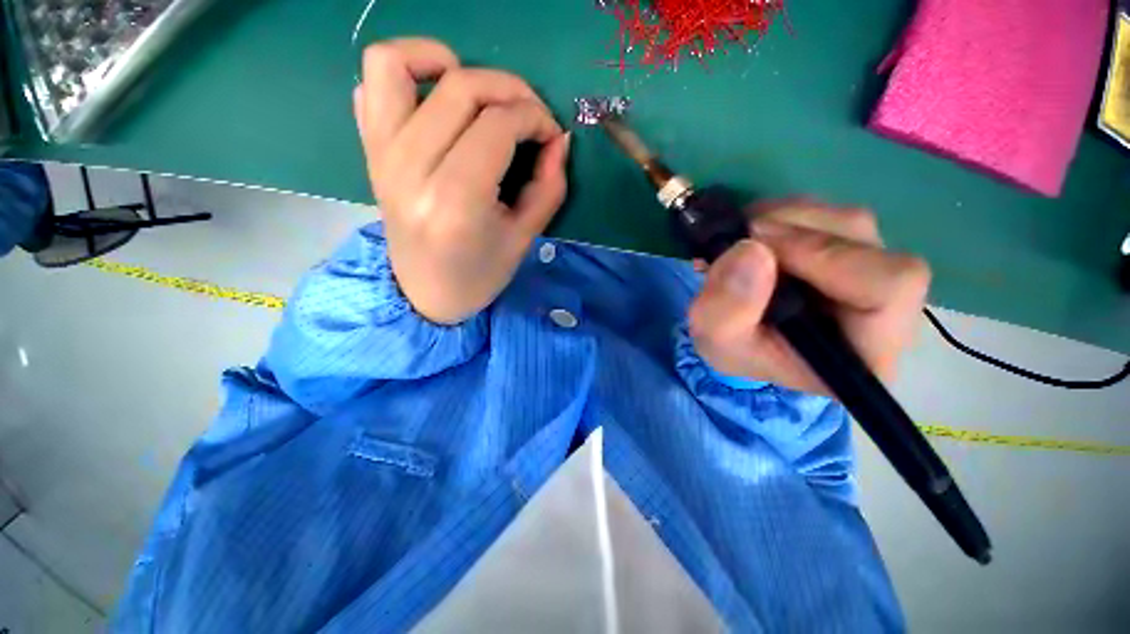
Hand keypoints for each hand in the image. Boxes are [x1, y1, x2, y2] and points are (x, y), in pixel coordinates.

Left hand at [354, 38, 570, 323]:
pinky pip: (372, 82)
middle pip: (462, 87)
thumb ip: (549, 187)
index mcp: (456, 202)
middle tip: (530, 115)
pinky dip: (405, 69)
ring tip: (478, 92)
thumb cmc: (479, 274)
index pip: (498, 125)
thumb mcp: (524, 237)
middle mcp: (411, 169)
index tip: (550, 135)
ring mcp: (381, 154)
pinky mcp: (370, 149)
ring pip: (400, 63)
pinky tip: (436, 98)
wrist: (425, 292)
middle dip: (511, 89)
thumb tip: (558, 139)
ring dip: (449, 61)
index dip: (535, 118)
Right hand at [688, 200, 930, 395]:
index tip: (757, 250)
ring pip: (845, 220)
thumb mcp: (715, 340)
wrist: (738, 337)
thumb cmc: (735, 350)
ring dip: (783, 219)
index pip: (890, 285)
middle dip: (792, 232)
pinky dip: (783, 215)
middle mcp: (885, 306)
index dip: (825, 255)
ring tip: (740, 240)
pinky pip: (827, 214)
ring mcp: (870, 271)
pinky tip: (754, 236)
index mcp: (866, 347)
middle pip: (864, 242)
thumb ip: (726, 308)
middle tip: (738, 239)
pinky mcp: (849, 249)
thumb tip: (751, 249)